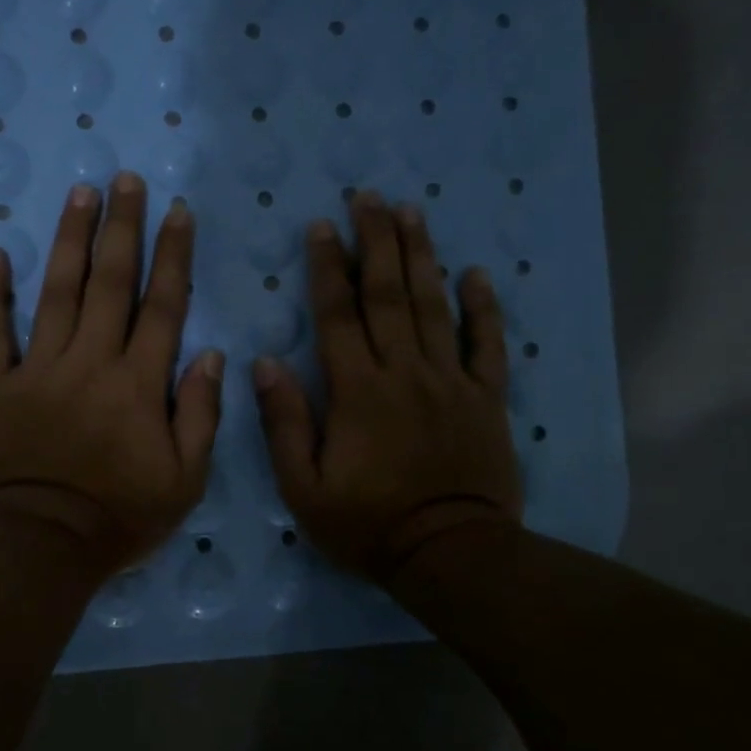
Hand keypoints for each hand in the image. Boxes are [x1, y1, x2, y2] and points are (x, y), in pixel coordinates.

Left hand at [0, 172, 223, 581]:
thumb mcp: (184, 481)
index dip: (172, 255)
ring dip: (69, 241)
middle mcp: (90, 362)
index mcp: (139, 383)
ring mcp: (37, 370)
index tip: (177, 211)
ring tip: (79, 194)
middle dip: (122, 228)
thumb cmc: (118, 519)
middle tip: (126, 181)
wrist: (38, 546)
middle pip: (110, 283)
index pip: (163, 306)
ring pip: (57, 293)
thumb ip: (200, 416)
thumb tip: (212, 356)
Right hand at [253, 191, 521, 585]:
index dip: (328, 267)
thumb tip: (264, 363)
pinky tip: (477, 274)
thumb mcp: (303, 486)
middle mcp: (404, 372)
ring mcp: (450, 382)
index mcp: (356, 391)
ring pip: (434, 306)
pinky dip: (483, 308)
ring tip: (411, 212)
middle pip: (389, 295)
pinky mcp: (486, 399)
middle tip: (369, 196)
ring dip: (422, 256)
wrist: (448, 554)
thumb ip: (284, 422)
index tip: (321, 226)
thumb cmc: (367, 524)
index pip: (338, 315)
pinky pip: (486, 344)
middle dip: (376, 241)